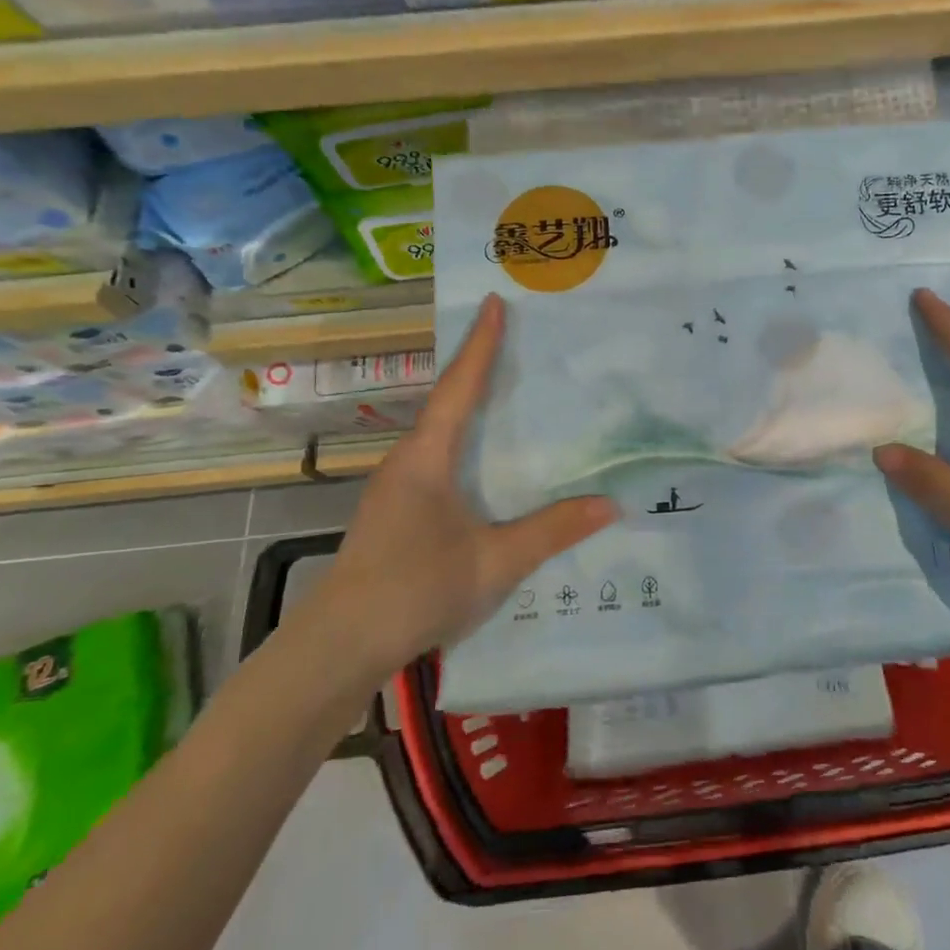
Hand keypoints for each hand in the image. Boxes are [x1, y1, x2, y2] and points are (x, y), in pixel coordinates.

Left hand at [315, 294, 617, 664]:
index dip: (480, 344)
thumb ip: (552, 530)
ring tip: (513, 393)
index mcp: (428, 457)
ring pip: (442, 433)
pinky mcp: (397, 511)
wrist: (339, 647)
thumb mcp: (494, 562)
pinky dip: (466, 443)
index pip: (460, 387)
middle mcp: (409, 460)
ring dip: (472, 407)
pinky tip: (489, 463)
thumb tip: (611, 503)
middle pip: (449, 401)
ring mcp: (397, 486)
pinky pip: (438, 459)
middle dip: (480, 367)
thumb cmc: (414, 590)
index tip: (494, 302)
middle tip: (520, 341)